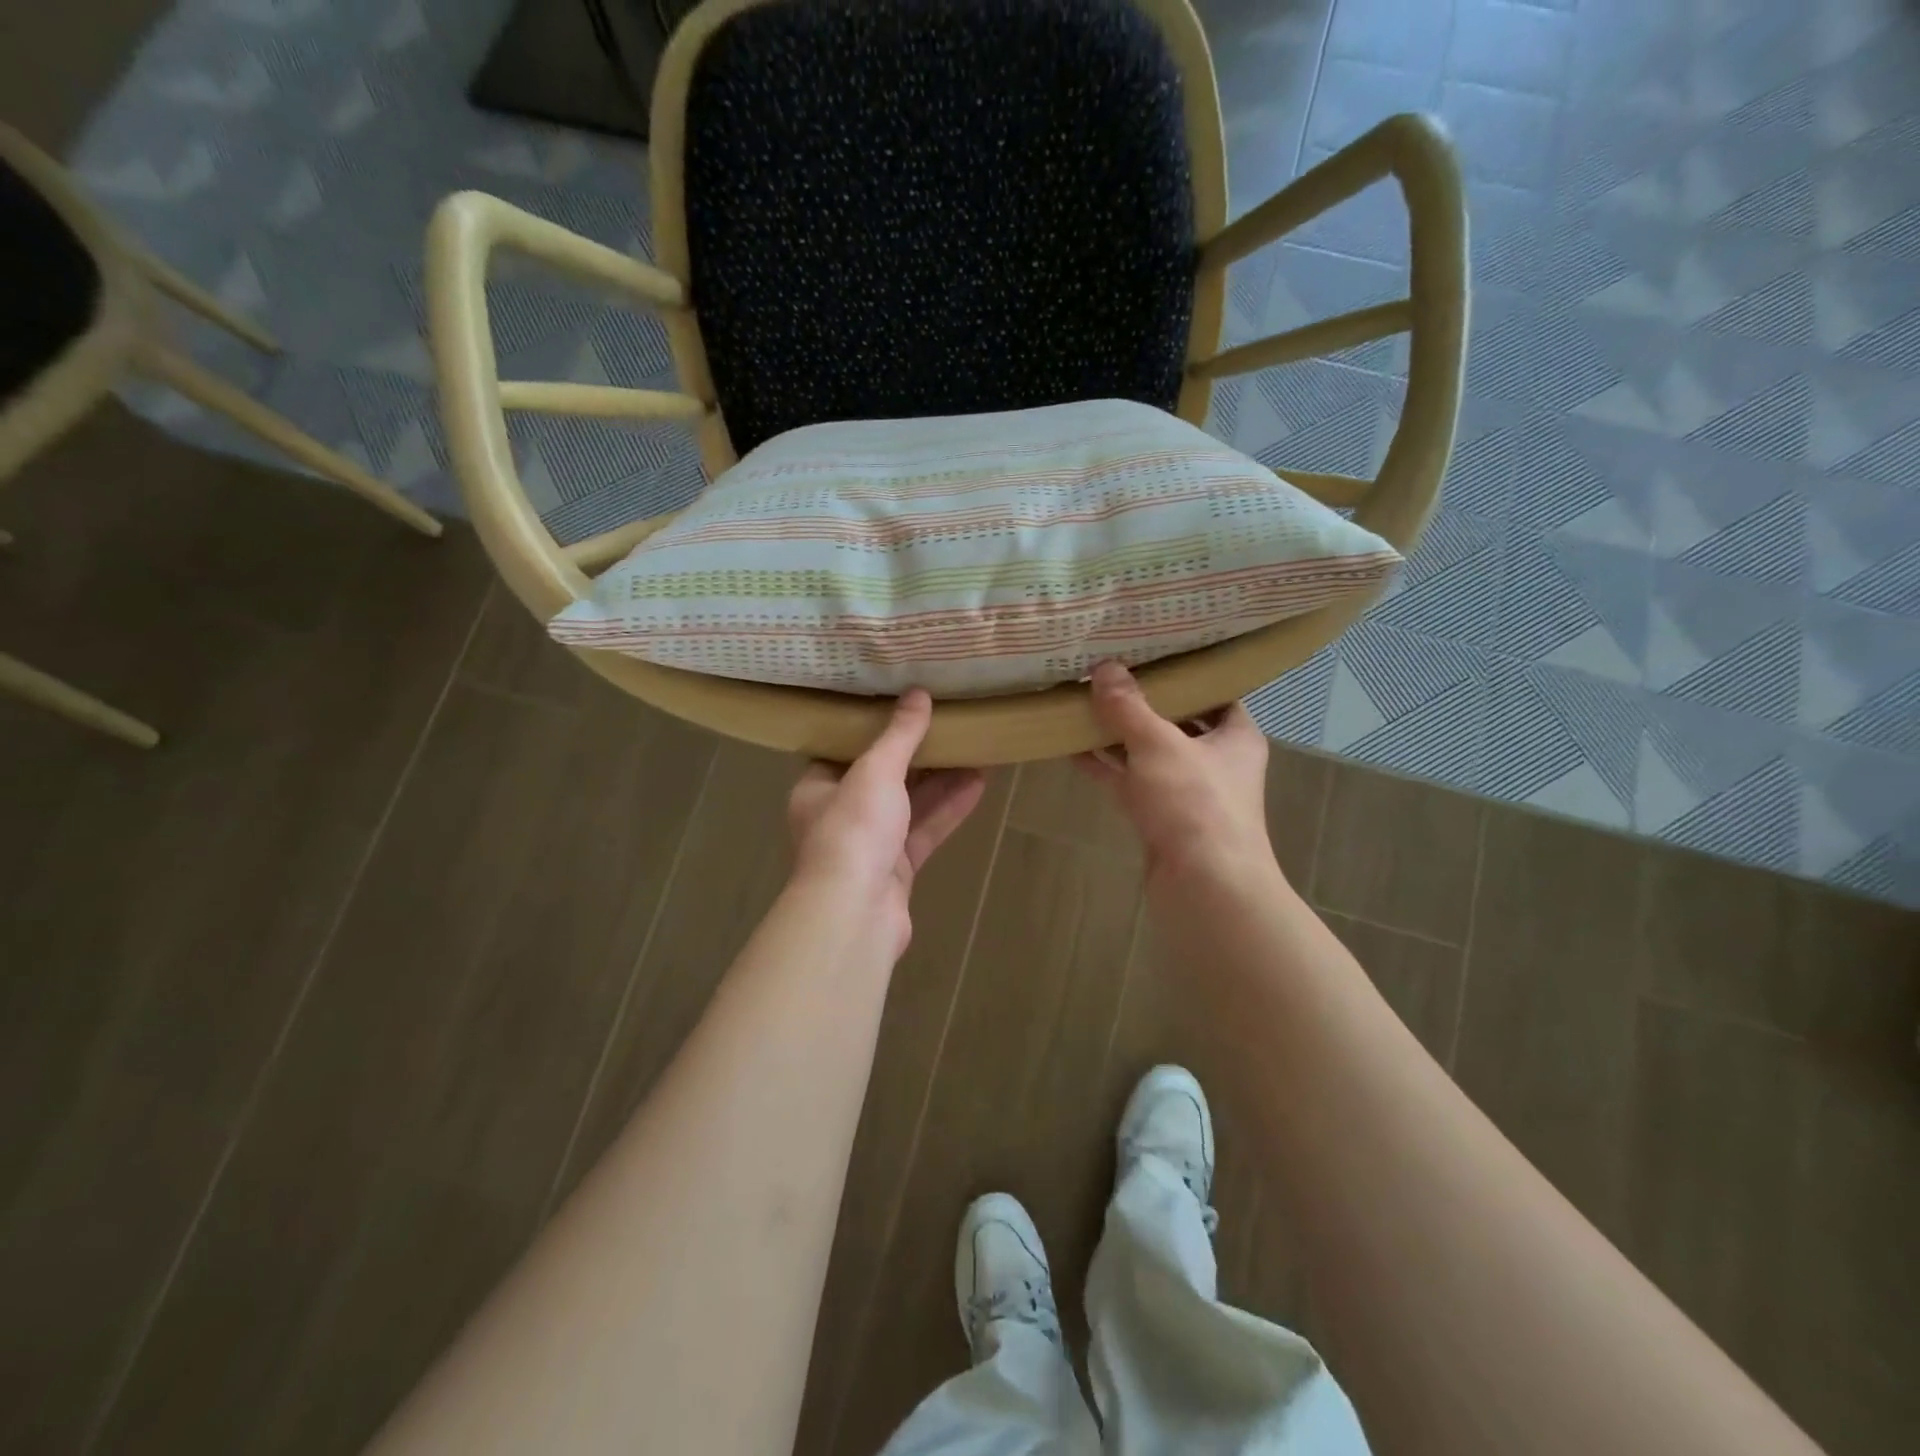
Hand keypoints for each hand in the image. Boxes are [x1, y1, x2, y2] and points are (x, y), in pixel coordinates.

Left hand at [787, 688, 986, 952]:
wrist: (856, 912)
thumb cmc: (853, 829)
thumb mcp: (876, 770)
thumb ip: (900, 735)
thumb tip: (918, 694)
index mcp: (818, 788)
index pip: (844, 751)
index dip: (874, 729)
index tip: (903, 706)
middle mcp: (841, 815)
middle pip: (883, 777)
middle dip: (918, 754)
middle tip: (949, 724)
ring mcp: (870, 845)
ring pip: (909, 805)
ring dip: (941, 780)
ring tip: (975, 749)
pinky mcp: (897, 870)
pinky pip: (924, 831)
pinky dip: (948, 809)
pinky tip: (979, 784)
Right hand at [1075, 660, 1274, 889]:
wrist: (1205, 888)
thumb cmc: (1196, 804)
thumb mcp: (1159, 744)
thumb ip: (1129, 707)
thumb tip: (1104, 668)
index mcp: (1235, 736)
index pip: (1214, 693)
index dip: (1184, 673)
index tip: (1149, 653)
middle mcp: (1216, 761)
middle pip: (1176, 722)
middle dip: (1141, 703)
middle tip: (1105, 673)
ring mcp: (1187, 793)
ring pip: (1149, 754)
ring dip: (1118, 736)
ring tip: (1081, 704)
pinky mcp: (1161, 819)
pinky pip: (1131, 783)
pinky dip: (1107, 768)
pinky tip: (1072, 749)